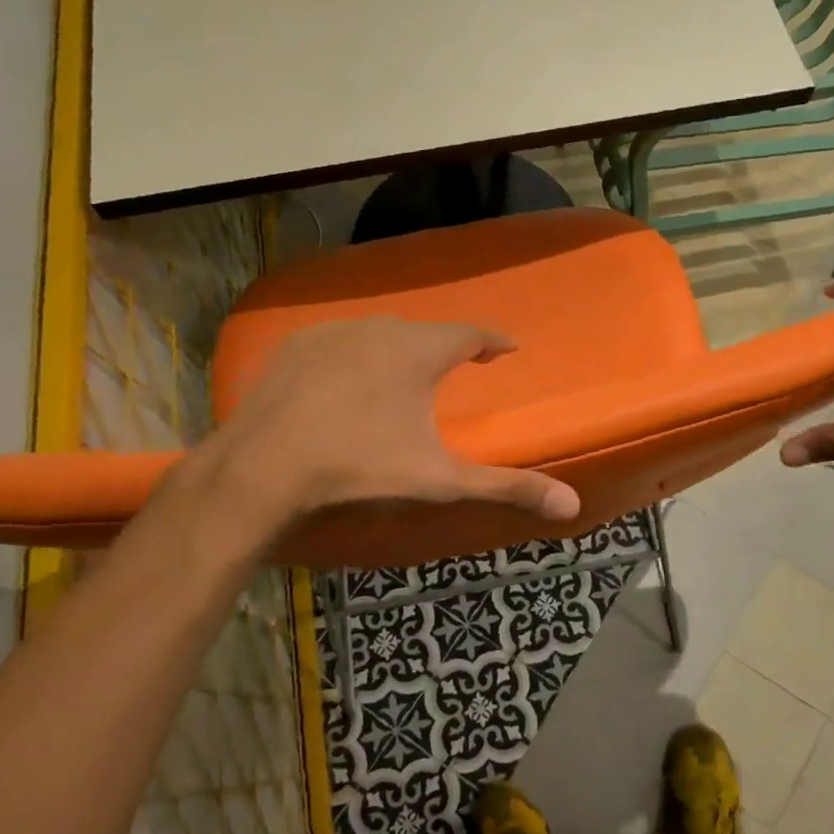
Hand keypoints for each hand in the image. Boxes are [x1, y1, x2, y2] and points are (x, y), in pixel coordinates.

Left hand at [190, 317, 581, 533]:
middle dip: (444, 349)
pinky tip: (347, 382)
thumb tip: (571, 505)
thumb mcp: (440, 479)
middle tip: (457, 368)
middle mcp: (380, 328)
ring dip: (398, 351)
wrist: (263, 467)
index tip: (506, 348)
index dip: (492, 341)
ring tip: (402, 377)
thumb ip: (506, 487)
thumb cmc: (360, 467)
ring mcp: (333, 332)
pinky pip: (339, 342)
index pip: (470, 334)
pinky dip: (354, 356)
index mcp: (419, 351)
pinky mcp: (296, 345)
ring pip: (380, 334)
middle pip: (424, 333)